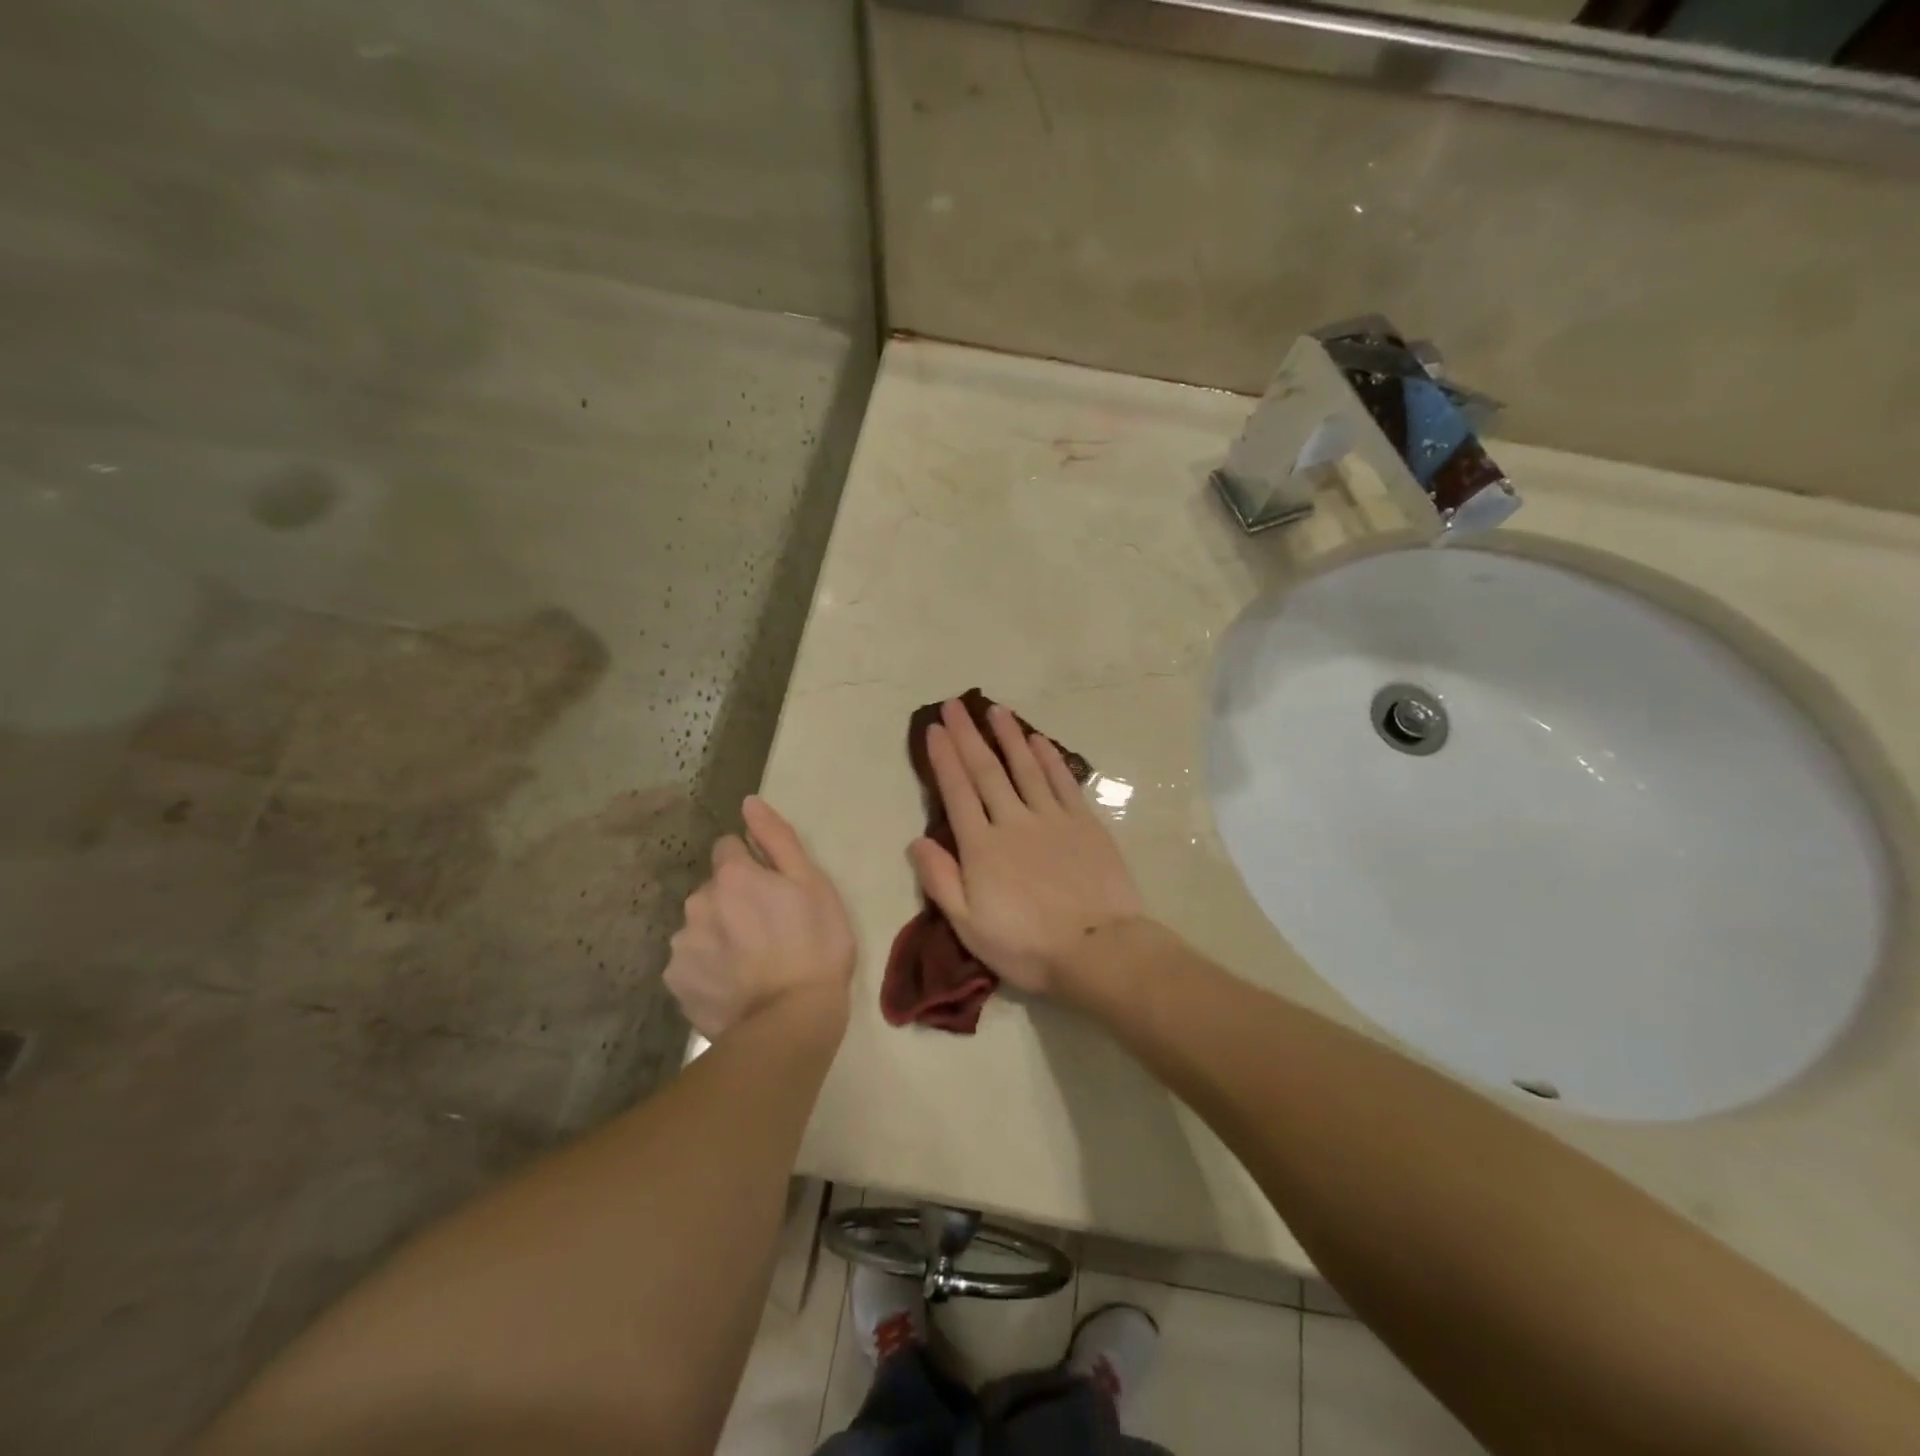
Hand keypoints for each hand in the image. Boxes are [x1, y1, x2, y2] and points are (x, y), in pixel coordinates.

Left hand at [666, 796, 854, 1038]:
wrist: (792, 1021)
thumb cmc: (815, 945)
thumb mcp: (812, 883)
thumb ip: (777, 838)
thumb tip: (748, 802)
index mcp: (732, 876)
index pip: (728, 848)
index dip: (752, 864)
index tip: (773, 890)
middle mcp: (698, 903)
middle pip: (713, 889)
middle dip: (734, 900)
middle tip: (768, 930)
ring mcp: (683, 945)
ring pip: (700, 925)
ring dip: (719, 933)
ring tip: (751, 963)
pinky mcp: (676, 983)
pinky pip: (691, 963)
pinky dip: (708, 968)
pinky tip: (733, 984)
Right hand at [909, 699, 1144, 995]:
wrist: (1098, 949)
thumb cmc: (1027, 945)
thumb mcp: (969, 926)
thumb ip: (940, 880)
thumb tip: (916, 840)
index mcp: (982, 847)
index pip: (957, 792)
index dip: (943, 758)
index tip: (934, 728)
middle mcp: (1013, 821)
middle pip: (986, 770)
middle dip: (968, 735)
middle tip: (955, 705)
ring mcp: (1052, 818)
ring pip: (1025, 767)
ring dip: (1009, 736)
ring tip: (994, 710)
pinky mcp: (1084, 822)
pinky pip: (1062, 781)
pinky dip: (1048, 758)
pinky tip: (1038, 740)